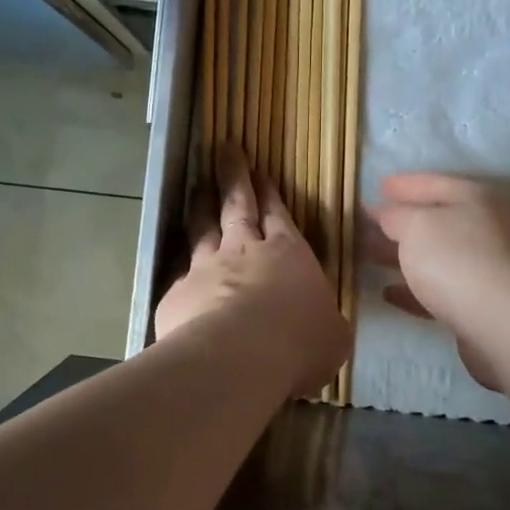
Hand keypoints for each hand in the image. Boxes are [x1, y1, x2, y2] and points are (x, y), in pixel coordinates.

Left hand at [155, 144, 349, 397]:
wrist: (238, 358)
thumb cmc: (298, 343)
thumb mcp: (332, 335)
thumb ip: (323, 322)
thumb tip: (322, 324)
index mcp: (288, 254)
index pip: (277, 215)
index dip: (269, 193)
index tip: (259, 172)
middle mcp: (243, 252)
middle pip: (236, 206)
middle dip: (233, 177)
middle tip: (224, 151)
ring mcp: (205, 269)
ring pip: (201, 229)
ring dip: (201, 207)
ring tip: (197, 188)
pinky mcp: (177, 294)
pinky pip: (179, 274)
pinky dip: (181, 266)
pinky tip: (178, 267)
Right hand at [365, 174, 509, 391]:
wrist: (499, 322)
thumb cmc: (454, 259)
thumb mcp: (415, 226)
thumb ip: (395, 215)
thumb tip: (384, 213)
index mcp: (474, 200)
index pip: (434, 183)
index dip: (405, 184)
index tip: (378, 186)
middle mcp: (484, 229)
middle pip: (436, 221)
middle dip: (400, 222)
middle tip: (368, 223)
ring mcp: (484, 268)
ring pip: (435, 256)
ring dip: (403, 256)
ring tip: (371, 255)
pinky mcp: (477, 304)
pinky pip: (438, 290)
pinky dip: (413, 289)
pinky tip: (388, 292)